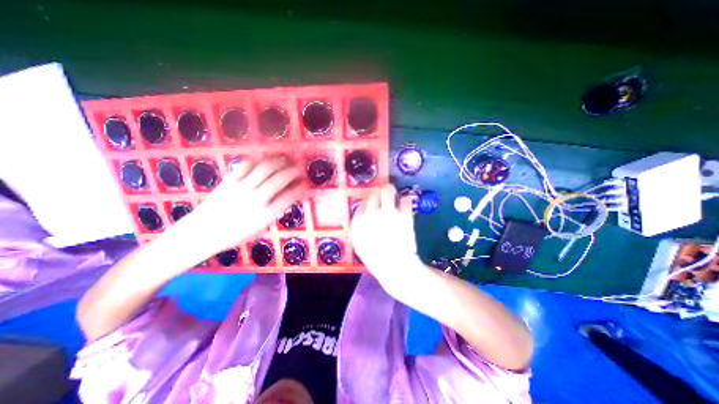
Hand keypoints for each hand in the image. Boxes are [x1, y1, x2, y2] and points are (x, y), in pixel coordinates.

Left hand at [177, 158, 308, 257]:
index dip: (301, 188)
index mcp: (266, 215)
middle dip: (294, 171)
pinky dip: (258, 160)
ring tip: (286, 161)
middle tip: (300, 168)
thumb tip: (288, 198)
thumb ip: (275, 212)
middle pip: (280, 178)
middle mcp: (256, 199)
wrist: (201, 233)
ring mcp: (241, 188)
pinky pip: (246, 164)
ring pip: (265, 168)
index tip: (306, 184)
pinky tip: (264, 160)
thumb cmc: (234, 235)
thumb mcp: (260, 228)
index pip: (290, 196)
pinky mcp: (229, 181)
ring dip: (279, 162)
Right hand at [351, 185, 418, 285]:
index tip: (376, 206)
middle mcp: (371, 213)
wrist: (395, 267)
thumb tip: (364, 211)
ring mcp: (388, 212)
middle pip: (375, 192)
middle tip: (386, 198)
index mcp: (358, 220)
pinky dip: (405, 202)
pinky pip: (405, 199)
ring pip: (388, 189)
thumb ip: (359, 226)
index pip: (364, 201)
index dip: (371, 202)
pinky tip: (405, 209)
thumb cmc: (375, 257)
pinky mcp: (403, 214)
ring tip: (396, 198)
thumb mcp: (359, 242)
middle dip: (380, 194)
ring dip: (392, 192)